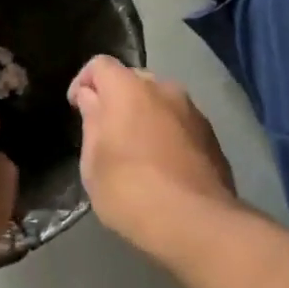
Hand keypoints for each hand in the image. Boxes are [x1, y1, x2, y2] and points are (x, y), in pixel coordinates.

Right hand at [69, 56, 236, 261]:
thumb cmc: (130, 190)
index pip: (100, 64)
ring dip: (145, 116)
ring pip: (160, 101)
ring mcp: (192, 110)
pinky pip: (180, 123)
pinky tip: (163, 166)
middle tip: (106, 132)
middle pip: (133, 80)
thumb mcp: (93, 162)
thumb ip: (91, 122)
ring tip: (136, 151)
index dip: (83, 81)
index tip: (77, 107)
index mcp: (128, 89)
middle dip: (116, 98)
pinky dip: (167, 134)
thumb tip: (91, 98)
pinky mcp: (212, 135)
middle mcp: (163, 88)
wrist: (196, 223)